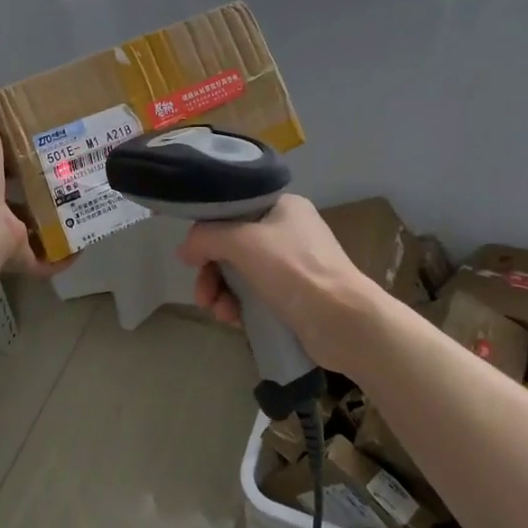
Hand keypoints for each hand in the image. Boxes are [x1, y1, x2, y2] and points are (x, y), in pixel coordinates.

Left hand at [0, 84, 71, 279]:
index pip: (2, 166)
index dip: (20, 156)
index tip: (49, 146)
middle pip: (23, 199)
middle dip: (47, 191)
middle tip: (78, 176)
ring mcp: (7, 237)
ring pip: (36, 230)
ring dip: (58, 222)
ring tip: (87, 206)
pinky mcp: (22, 258)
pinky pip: (47, 260)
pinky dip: (65, 256)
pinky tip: (84, 243)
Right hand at [177, 195, 380, 372]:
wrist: (344, 321)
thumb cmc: (294, 270)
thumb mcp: (242, 242)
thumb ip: (206, 237)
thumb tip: (184, 250)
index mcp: (282, 206)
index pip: (232, 210)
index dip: (207, 233)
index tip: (192, 258)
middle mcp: (287, 231)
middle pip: (232, 245)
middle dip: (211, 272)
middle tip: (202, 296)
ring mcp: (292, 265)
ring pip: (240, 272)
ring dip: (222, 292)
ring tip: (220, 313)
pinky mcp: (294, 295)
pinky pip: (254, 294)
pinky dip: (239, 305)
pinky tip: (234, 320)